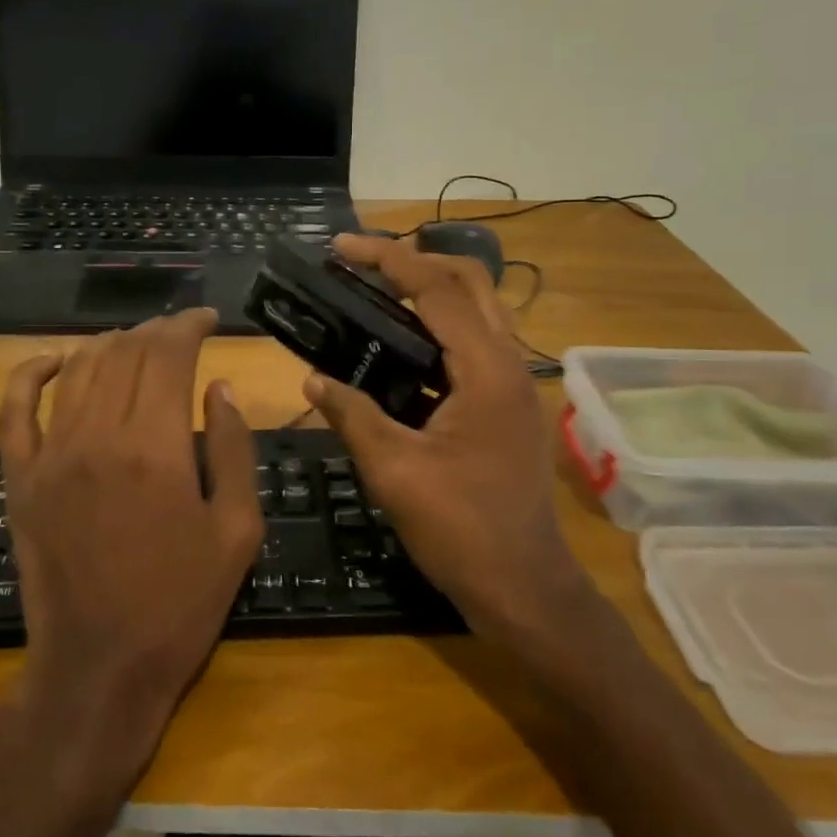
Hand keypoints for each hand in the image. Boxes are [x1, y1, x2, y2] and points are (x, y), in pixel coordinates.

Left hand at [0, 308, 266, 766]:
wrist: (101, 667)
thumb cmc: (181, 604)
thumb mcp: (237, 531)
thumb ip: (235, 450)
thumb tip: (219, 389)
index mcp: (157, 447)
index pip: (169, 355)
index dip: (189, 326)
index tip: (207, 320)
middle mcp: (98, 436)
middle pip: (125, 354)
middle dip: (156, 331)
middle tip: (180, 332)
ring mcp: (50, 455)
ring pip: (77, 370)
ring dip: (109, 344)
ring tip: (136, 343)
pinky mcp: (19, 479)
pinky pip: (14, 409)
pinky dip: (29, 373)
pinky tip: (52, 359)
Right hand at [305, 234, 595, 644]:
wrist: (524, 589)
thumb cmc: (461, 530)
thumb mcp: (394, 471)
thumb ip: (352, 415)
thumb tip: (312, 379)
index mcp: (487, 371)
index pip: (436, 290)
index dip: (386, 260)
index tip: (340, 247)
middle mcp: (509, 364)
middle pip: (468, 283)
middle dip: (414, 261)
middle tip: (360, 264)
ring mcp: (513, 386)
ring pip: (475, 311)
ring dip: (428, 292)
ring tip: (372, 295)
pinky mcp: (506, 407)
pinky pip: (472, 346)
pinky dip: (435, 330)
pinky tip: (396, 351)